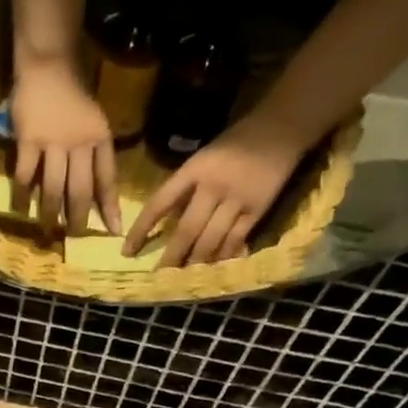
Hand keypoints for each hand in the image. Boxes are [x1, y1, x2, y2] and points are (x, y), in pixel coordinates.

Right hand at [10, 59, 121, 240]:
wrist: (48, 65)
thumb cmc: (72, 95)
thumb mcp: (93, 122)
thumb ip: (94, 153)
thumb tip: (93, 191)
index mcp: (100, 139)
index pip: (107, 180)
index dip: (110, 207)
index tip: (113, 231)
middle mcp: (80, 143)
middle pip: (79, 191)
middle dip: (76, 219)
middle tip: (71, 237)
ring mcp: (53, 142)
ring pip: (53, 188)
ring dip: (49, 213)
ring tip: (46, 230)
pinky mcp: (29, 140)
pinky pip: (26, 176)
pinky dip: (22, 195)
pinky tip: (20, 208)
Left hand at [124, 115, 308, 267]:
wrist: (281, 128)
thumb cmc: (233, 145)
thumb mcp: (201, 159)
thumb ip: (183, 189)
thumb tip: (163, 224)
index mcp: (193, 170)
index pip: (159, 203)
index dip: (141, 229)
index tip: (127, 251)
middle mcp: (212, 186)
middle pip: (186, 230)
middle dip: (171, 257)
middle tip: (158, 277)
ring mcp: (236, 199)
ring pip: (210, 240)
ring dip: (195, 262)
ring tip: (182, 279)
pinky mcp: (257, 210)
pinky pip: (236, 240)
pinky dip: (223, 257)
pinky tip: (213, 270)